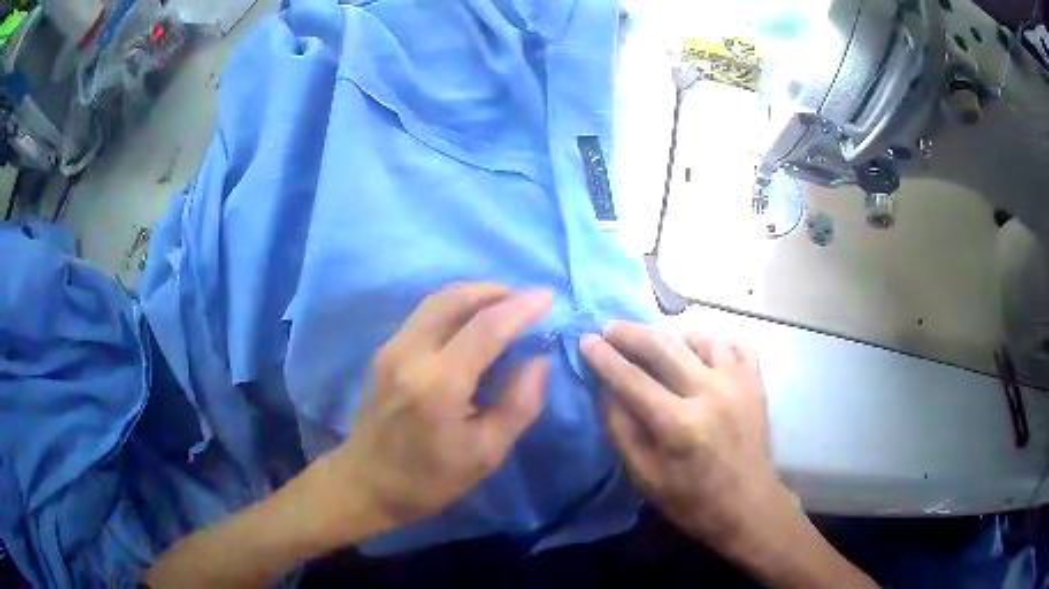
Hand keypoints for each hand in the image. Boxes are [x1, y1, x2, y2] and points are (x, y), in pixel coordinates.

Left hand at [321, 283, 551, 534]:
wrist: (366, 484)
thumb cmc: (429, 479)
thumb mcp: (486, 454)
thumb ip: (519, 405)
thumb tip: (538, 361)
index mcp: (439, 384)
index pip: (486, 328)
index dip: (520, 307)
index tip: (546, 297)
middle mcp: (410, 354)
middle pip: (454, 299)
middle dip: (494, 291)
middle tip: (523, 300)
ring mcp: (391, 349)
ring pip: (435, 302)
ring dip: (472, 295)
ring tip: (501, 305)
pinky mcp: (383, 352)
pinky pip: (423, 315)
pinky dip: (452, 307)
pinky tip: (468, 324)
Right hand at [580, 323, 791, 548]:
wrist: (747, 505)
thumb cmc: (691, 499)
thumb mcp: (645, 476)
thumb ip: (622, 431)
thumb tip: (605, 389)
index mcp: (679, 424)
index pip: (632, 379)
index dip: (605, 357)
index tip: (586, 340)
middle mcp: (710, 393)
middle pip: (664, 346)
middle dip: (632, 333)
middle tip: (611, 328)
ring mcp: (738, 383)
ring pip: (700, 337)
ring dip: (672, 335)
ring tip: (657, 342)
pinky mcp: (756, 382)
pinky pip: (733, 344)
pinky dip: (713, 342)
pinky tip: (700, 352)